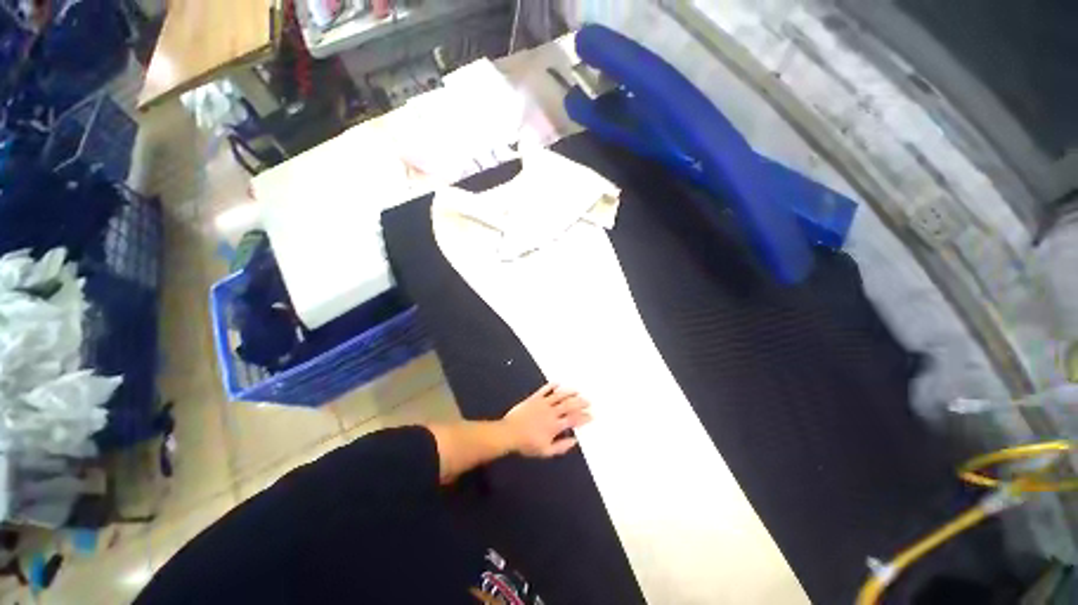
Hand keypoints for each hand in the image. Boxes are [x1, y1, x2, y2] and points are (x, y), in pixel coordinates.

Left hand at [501, 383, 591, 457]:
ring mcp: (543, 403)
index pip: (573, 419)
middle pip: (569, 405)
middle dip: (580, 402)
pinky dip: (552, 385)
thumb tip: (574, 442)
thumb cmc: (527, 444)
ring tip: (577, 391)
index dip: (583, 417)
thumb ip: (561, 447)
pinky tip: (557, 383)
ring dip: (569, 392)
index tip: (591, 415)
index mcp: (555, 425)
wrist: (509, 433)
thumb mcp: (545, 451)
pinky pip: (544, 389)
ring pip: (559, 395)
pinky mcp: (534, 398)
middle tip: (588, 401)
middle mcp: (551, 412)